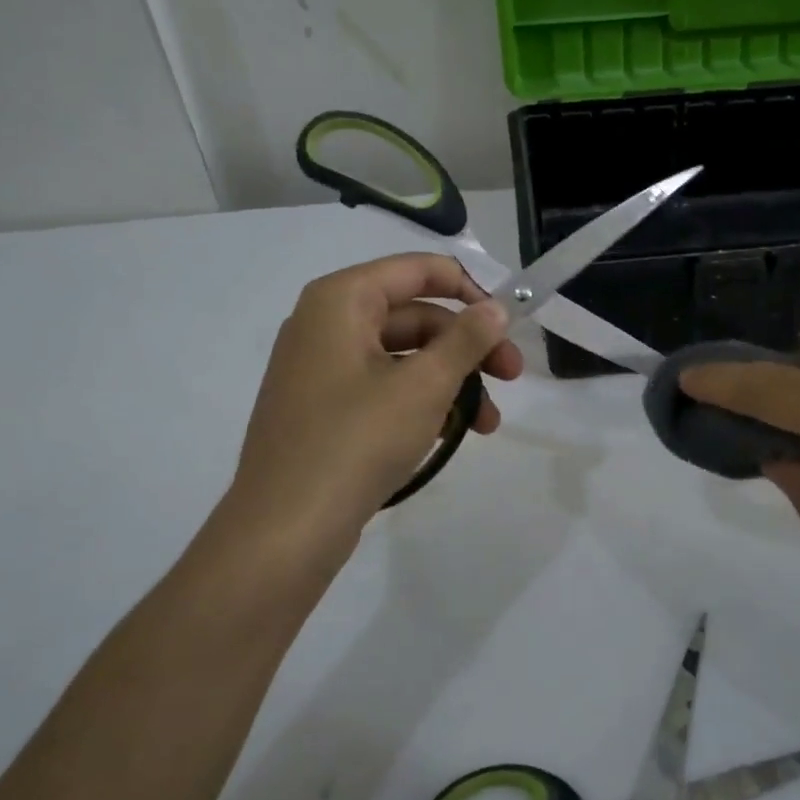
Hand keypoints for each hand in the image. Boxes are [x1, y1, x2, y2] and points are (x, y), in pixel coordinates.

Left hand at [220, 253, 521, 586]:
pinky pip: (383, 387)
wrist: (286, 528)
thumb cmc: (357, 440)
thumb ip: (467, 339)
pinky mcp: (323, 408)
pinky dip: (420, 402)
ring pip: (403, 357)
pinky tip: (451, 434)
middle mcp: (325, 323)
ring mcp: (320, 368)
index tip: (509, 323)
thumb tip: (497, 307)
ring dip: (452, 382)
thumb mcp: (424, 385)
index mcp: (341, 300)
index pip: (418, 270)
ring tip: (487, 424)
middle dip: (468, 348)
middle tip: (512, 378)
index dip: (470, 290)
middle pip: (414, 316)